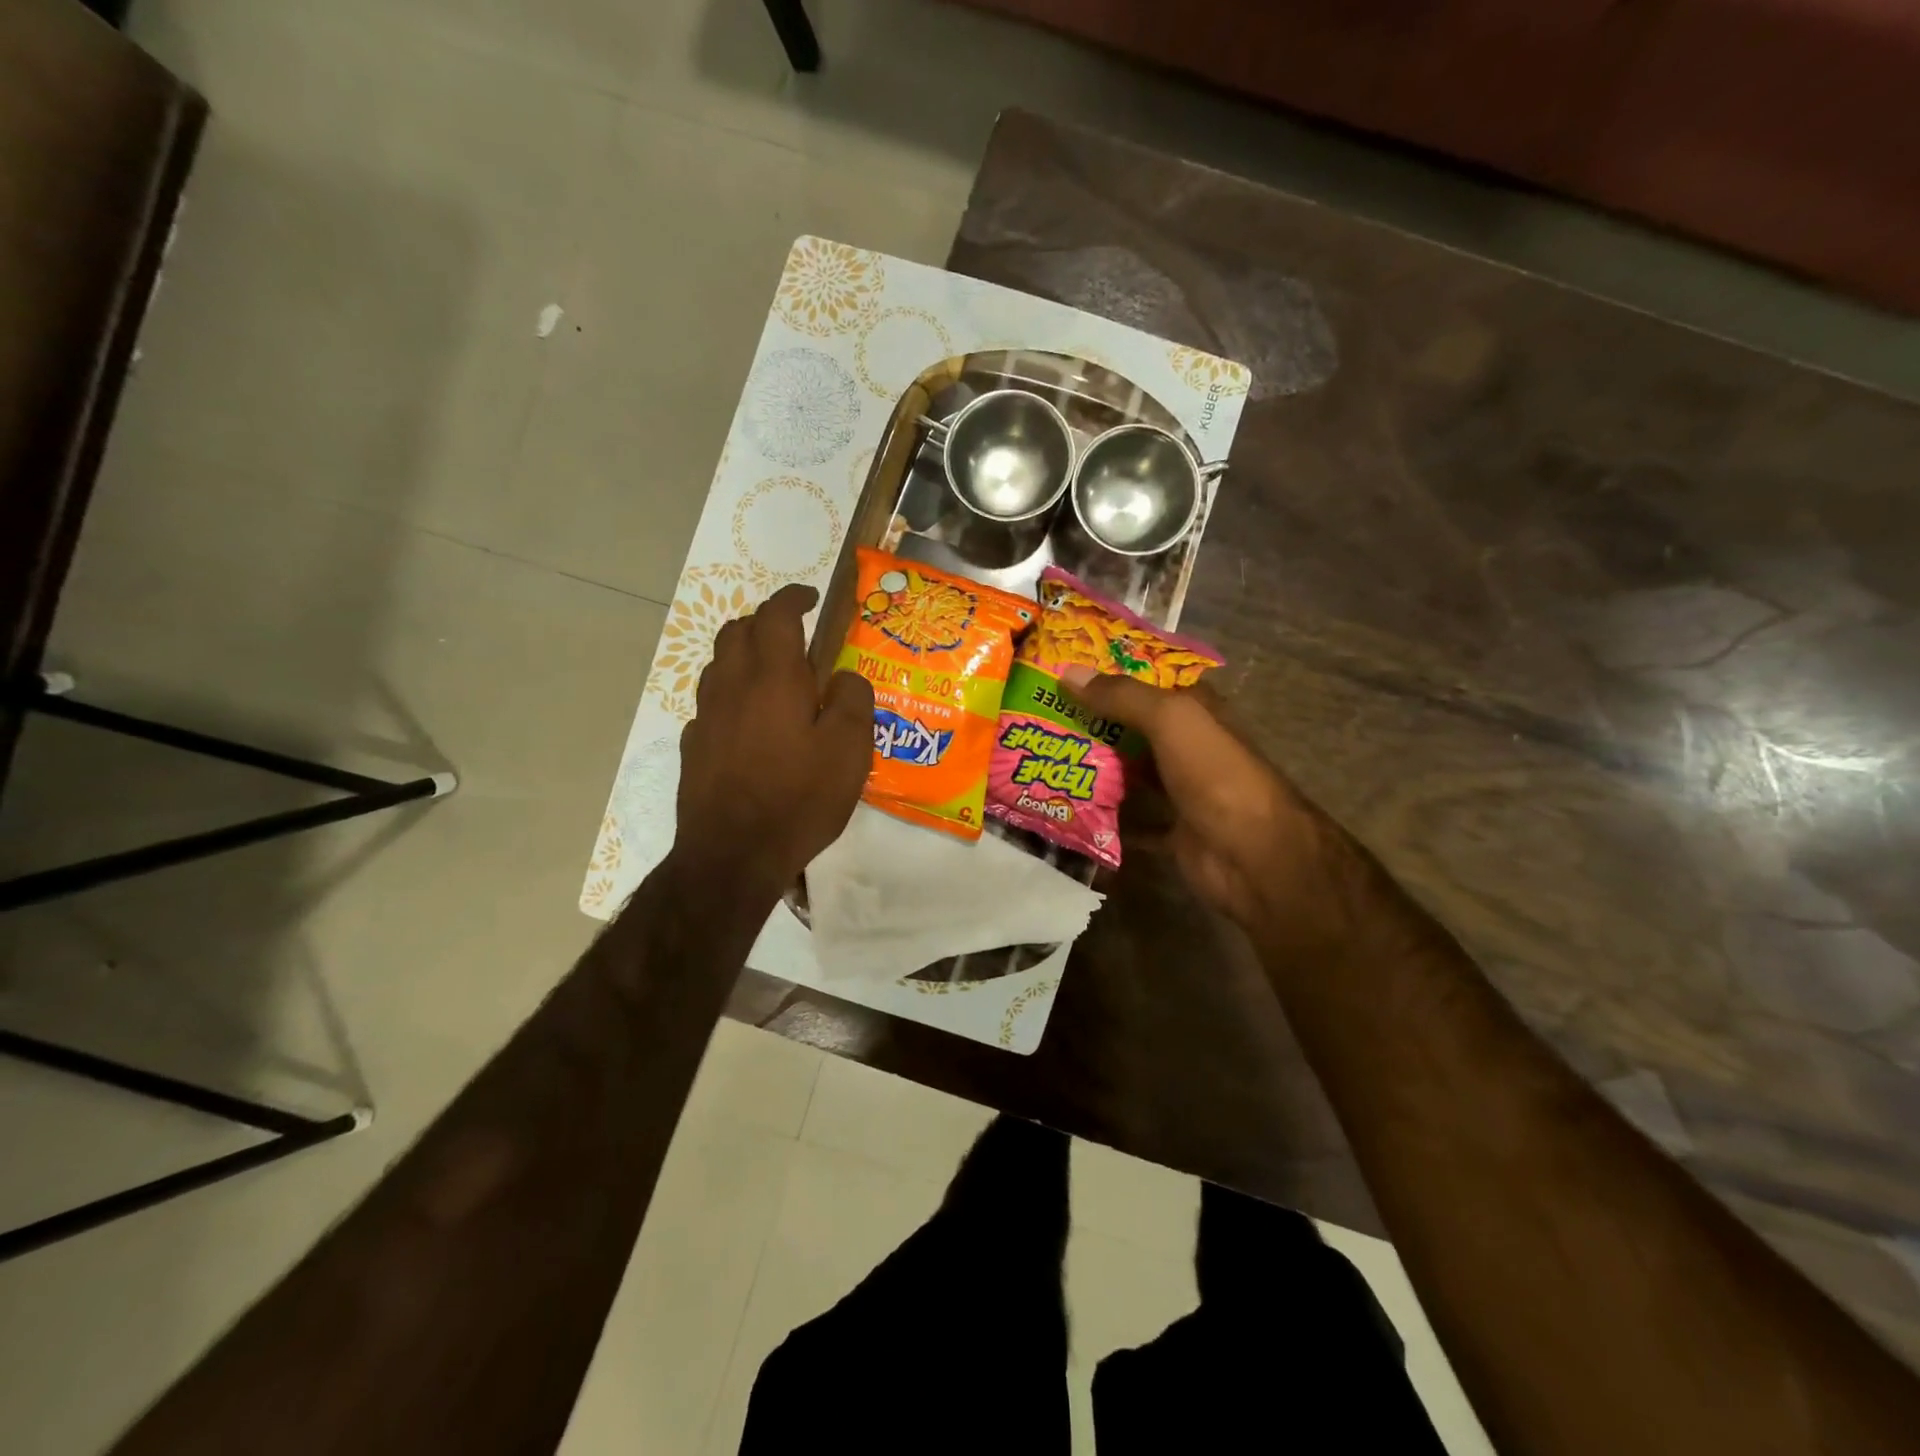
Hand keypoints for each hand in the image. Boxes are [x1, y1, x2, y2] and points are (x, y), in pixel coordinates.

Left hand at [674, 584, 873, 891]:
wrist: (733, 855)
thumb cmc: (799, 798)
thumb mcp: (849, 750)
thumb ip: (852, 700)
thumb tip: (842, 676)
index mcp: (773, 677)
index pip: (776, 614)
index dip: (793, 597)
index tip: (811, 597)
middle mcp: (732, 686)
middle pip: (737, 631)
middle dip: (764, 621)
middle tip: (793, 635)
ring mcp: (706, 716)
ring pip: (718, 664)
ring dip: (744, 655)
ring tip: (772, 675)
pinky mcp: (693, 747)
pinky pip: (711, 703)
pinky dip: (731, 695)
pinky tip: (749, 722)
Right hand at [1060, 664, 1350, 955]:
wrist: (1253, 856)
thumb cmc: (1215, 773)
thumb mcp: (1171, 719)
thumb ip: (1121, 696)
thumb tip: (1066, 673)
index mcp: (1194, 710)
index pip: (1147, 681)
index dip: (1109, 674)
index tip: (1061, 671)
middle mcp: (1186, 746)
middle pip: (1131, 727)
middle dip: (1089, 722)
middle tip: (1036, 717)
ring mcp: (1179, 790)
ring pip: (1127, 773)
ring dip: (1092, 769)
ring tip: (1041, 759)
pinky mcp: (1169, 830)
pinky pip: (1128, 820)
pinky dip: (1102, 818)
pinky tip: (1065, 810)